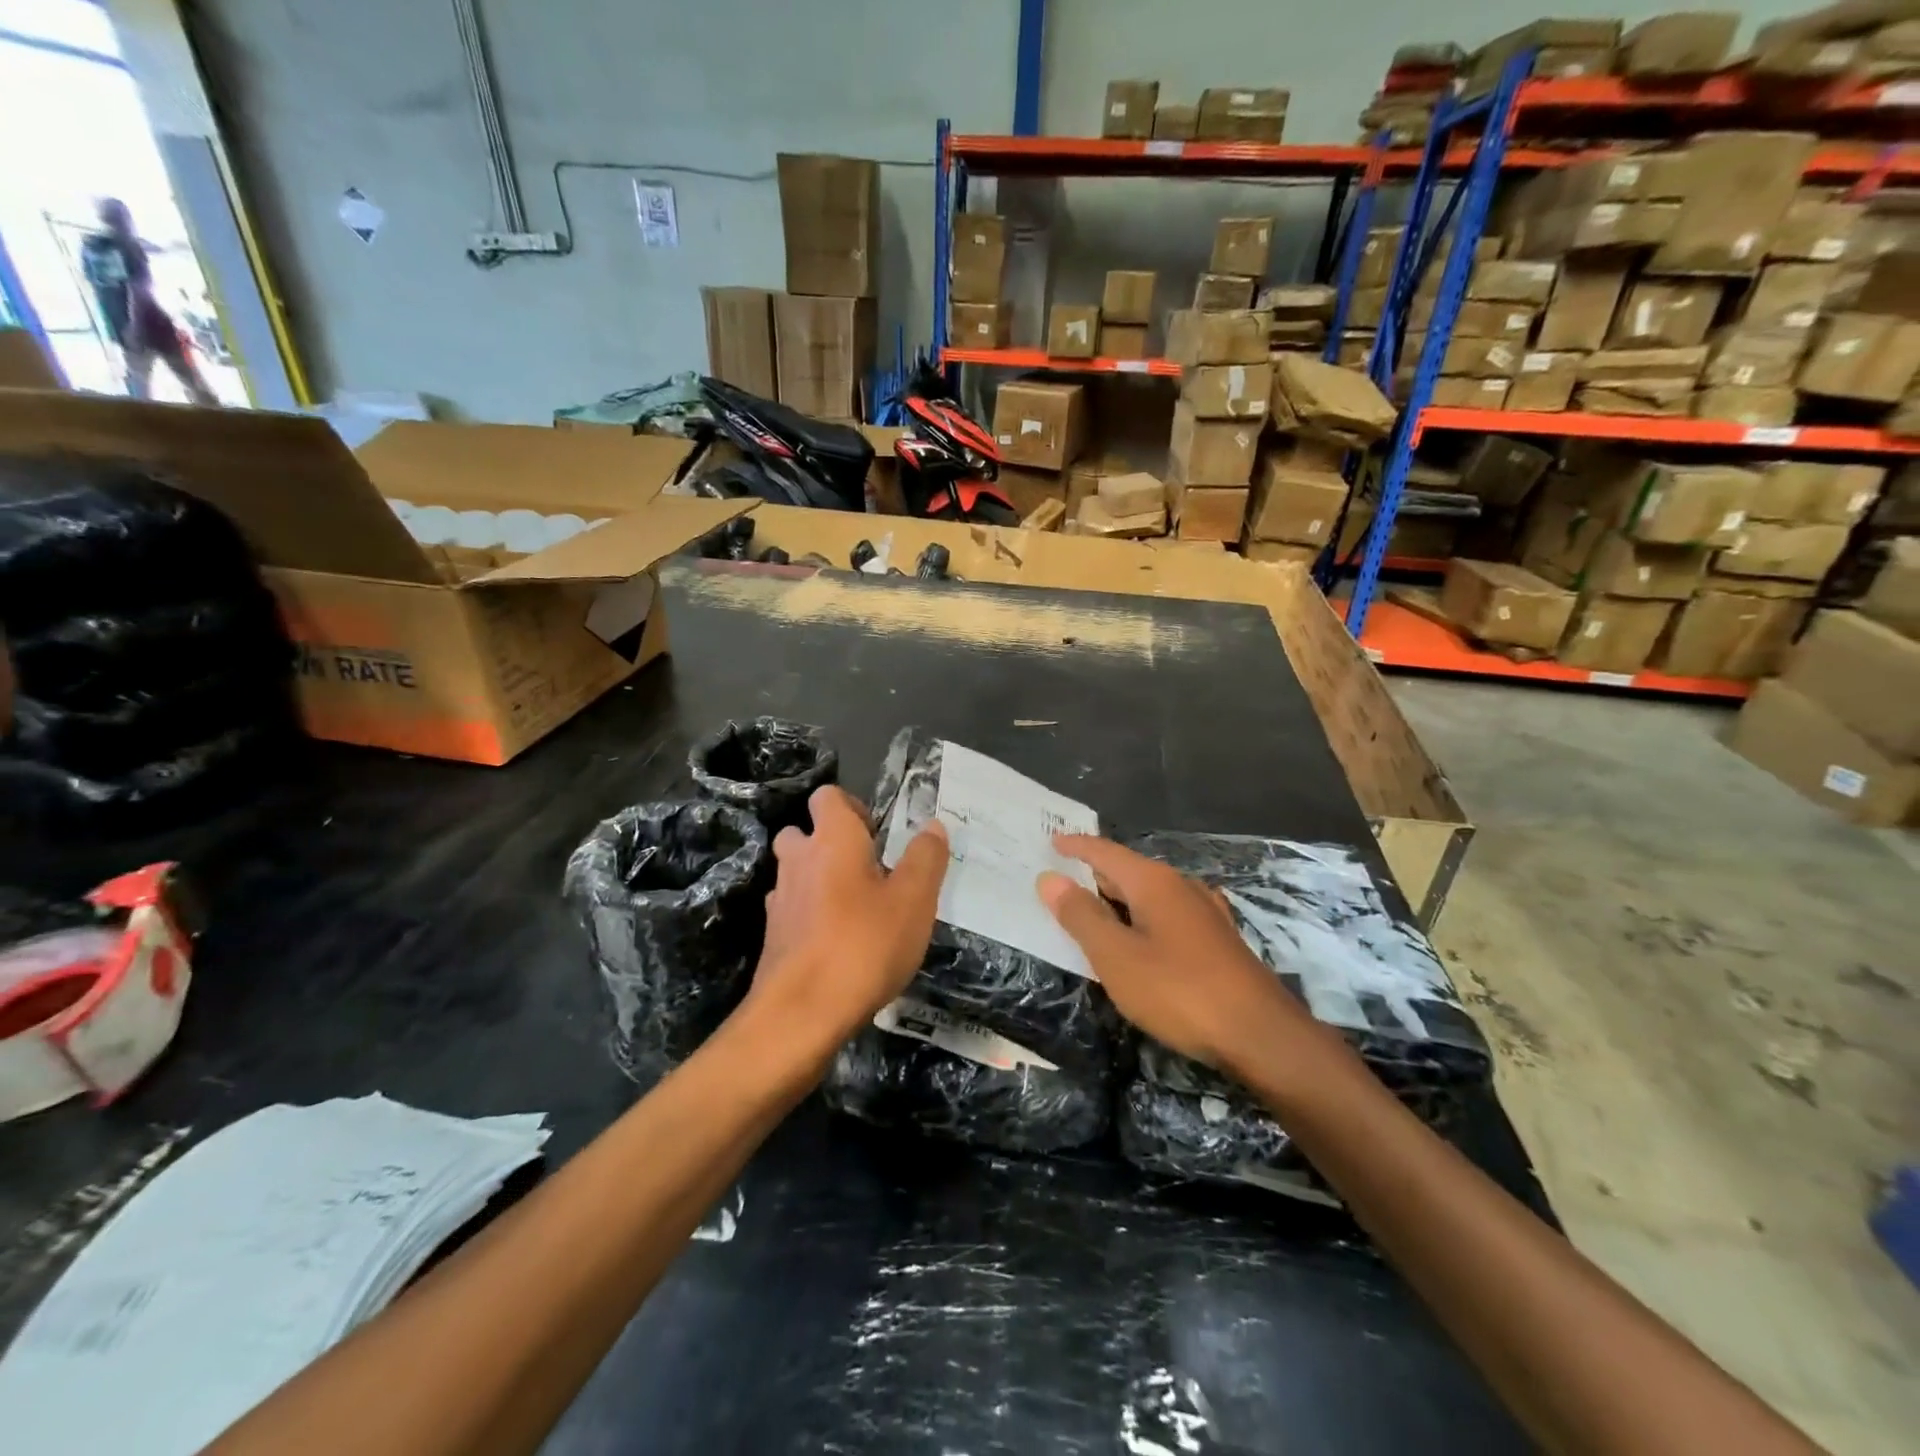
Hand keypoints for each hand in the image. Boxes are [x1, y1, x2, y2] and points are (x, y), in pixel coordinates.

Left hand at [747, 786, 948, 1046]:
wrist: (801, 1014)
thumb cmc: (864, 945)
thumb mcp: (914, 900)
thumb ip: (926, 858)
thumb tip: (933, 825)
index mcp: (832, 839)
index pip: (828, 796)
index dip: (853, 807)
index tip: (880, 835)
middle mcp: (798, 859)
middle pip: (804, 832)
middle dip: (830, 843)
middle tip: (868, 870)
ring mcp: (780, 899)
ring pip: (796, 872)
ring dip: (820, 879)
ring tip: (857, 908)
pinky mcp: (773, 936)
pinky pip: (793, 909)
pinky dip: (811, 914)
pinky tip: (838, 941)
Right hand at [1037, 835, 1315, 1074]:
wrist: (1260, 1034)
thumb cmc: (1179, 991)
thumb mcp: (1116, 956)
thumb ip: (1081, 916)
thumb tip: (1050, 879)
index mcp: (1154, 882)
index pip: (1105, 852)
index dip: (1076, 846)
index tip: (1052, 840)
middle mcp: (1181, 887)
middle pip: (1128, 871)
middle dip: (1095, 873)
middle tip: (1062, 878)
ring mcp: (1205, 913)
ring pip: (1150, 895)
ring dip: (1119, 899)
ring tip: (1093, 909)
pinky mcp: (1218, 940)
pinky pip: (1167, 915)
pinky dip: (1142, 918)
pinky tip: (1140, 938)